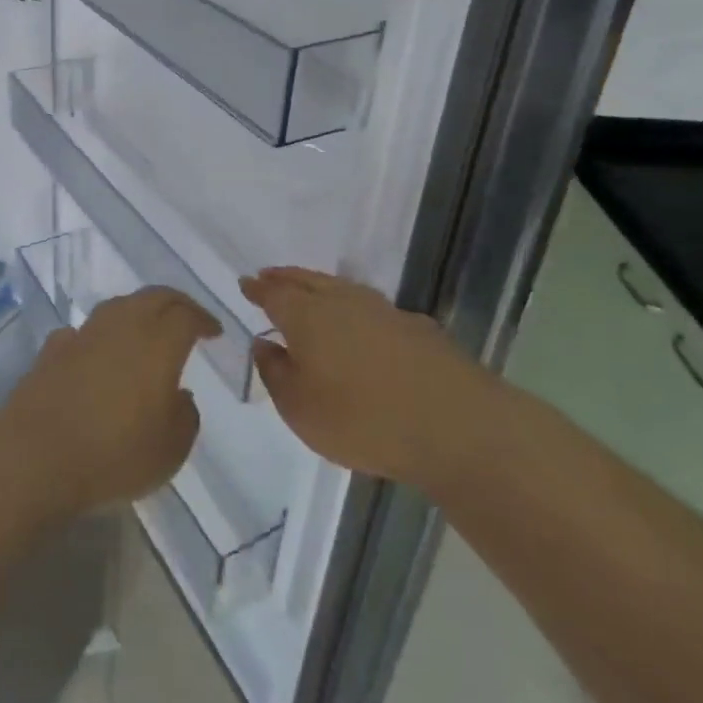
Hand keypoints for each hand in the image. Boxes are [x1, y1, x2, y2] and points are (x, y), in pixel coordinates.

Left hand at [0, 287, 217, 519]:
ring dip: (137, 311)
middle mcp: (121, 327)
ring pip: (117, 306)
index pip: (186, 315)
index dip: (204, 319)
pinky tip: (98, 353)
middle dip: (175, 303)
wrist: (35, 458)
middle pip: (153, 297)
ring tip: (146, 331)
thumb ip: (185, 416)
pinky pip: (84, 331)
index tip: (214, 331)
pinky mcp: (52, 349)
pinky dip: (100, 335)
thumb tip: (179, 394)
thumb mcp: (170, 450)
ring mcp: (83, 334)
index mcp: (157, 344)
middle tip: (188, 318)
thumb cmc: (114, 456)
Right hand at [241, 267, 495, 489]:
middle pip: (307, 281)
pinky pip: (373, 308)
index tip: (246, 282)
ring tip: (310, 292)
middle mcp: (343, 302)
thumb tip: (264, 343)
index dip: (258, 288)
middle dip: (285, 278)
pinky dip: (356, 309)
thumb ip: (275, 372)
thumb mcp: (299, 409)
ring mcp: (384, 310)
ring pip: (342, 289)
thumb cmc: (362, 419)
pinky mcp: (418, 328)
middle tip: (270, 276)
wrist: (457, 426)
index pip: (274, 293)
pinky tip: (362, 324)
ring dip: (320, 287)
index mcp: (307, 316)